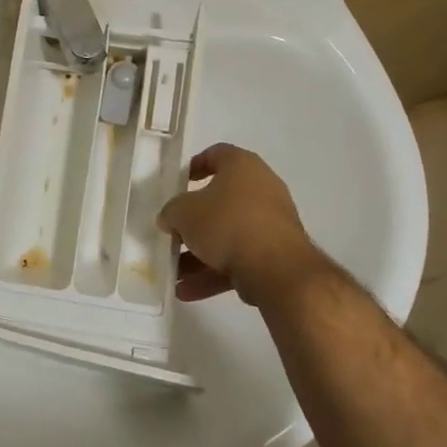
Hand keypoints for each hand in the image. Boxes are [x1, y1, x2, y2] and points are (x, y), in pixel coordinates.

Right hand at [157, 144, 318, 302]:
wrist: (276, 267)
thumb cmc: (226, 223)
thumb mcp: (184, 213)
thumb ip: (172, 212)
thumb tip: (170, 218)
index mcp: (242, 166)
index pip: (217, 154)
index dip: (195, 166)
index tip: (179, 183)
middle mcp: (261, 189)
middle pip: (220, 201)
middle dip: (193, 222)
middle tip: (173, 234)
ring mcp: (271, 223)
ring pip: (228, 235)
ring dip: (200, 255)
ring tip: (174, 273)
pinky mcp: (275, 255)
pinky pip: (238, 259)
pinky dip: (214, 273)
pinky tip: (187, 291)